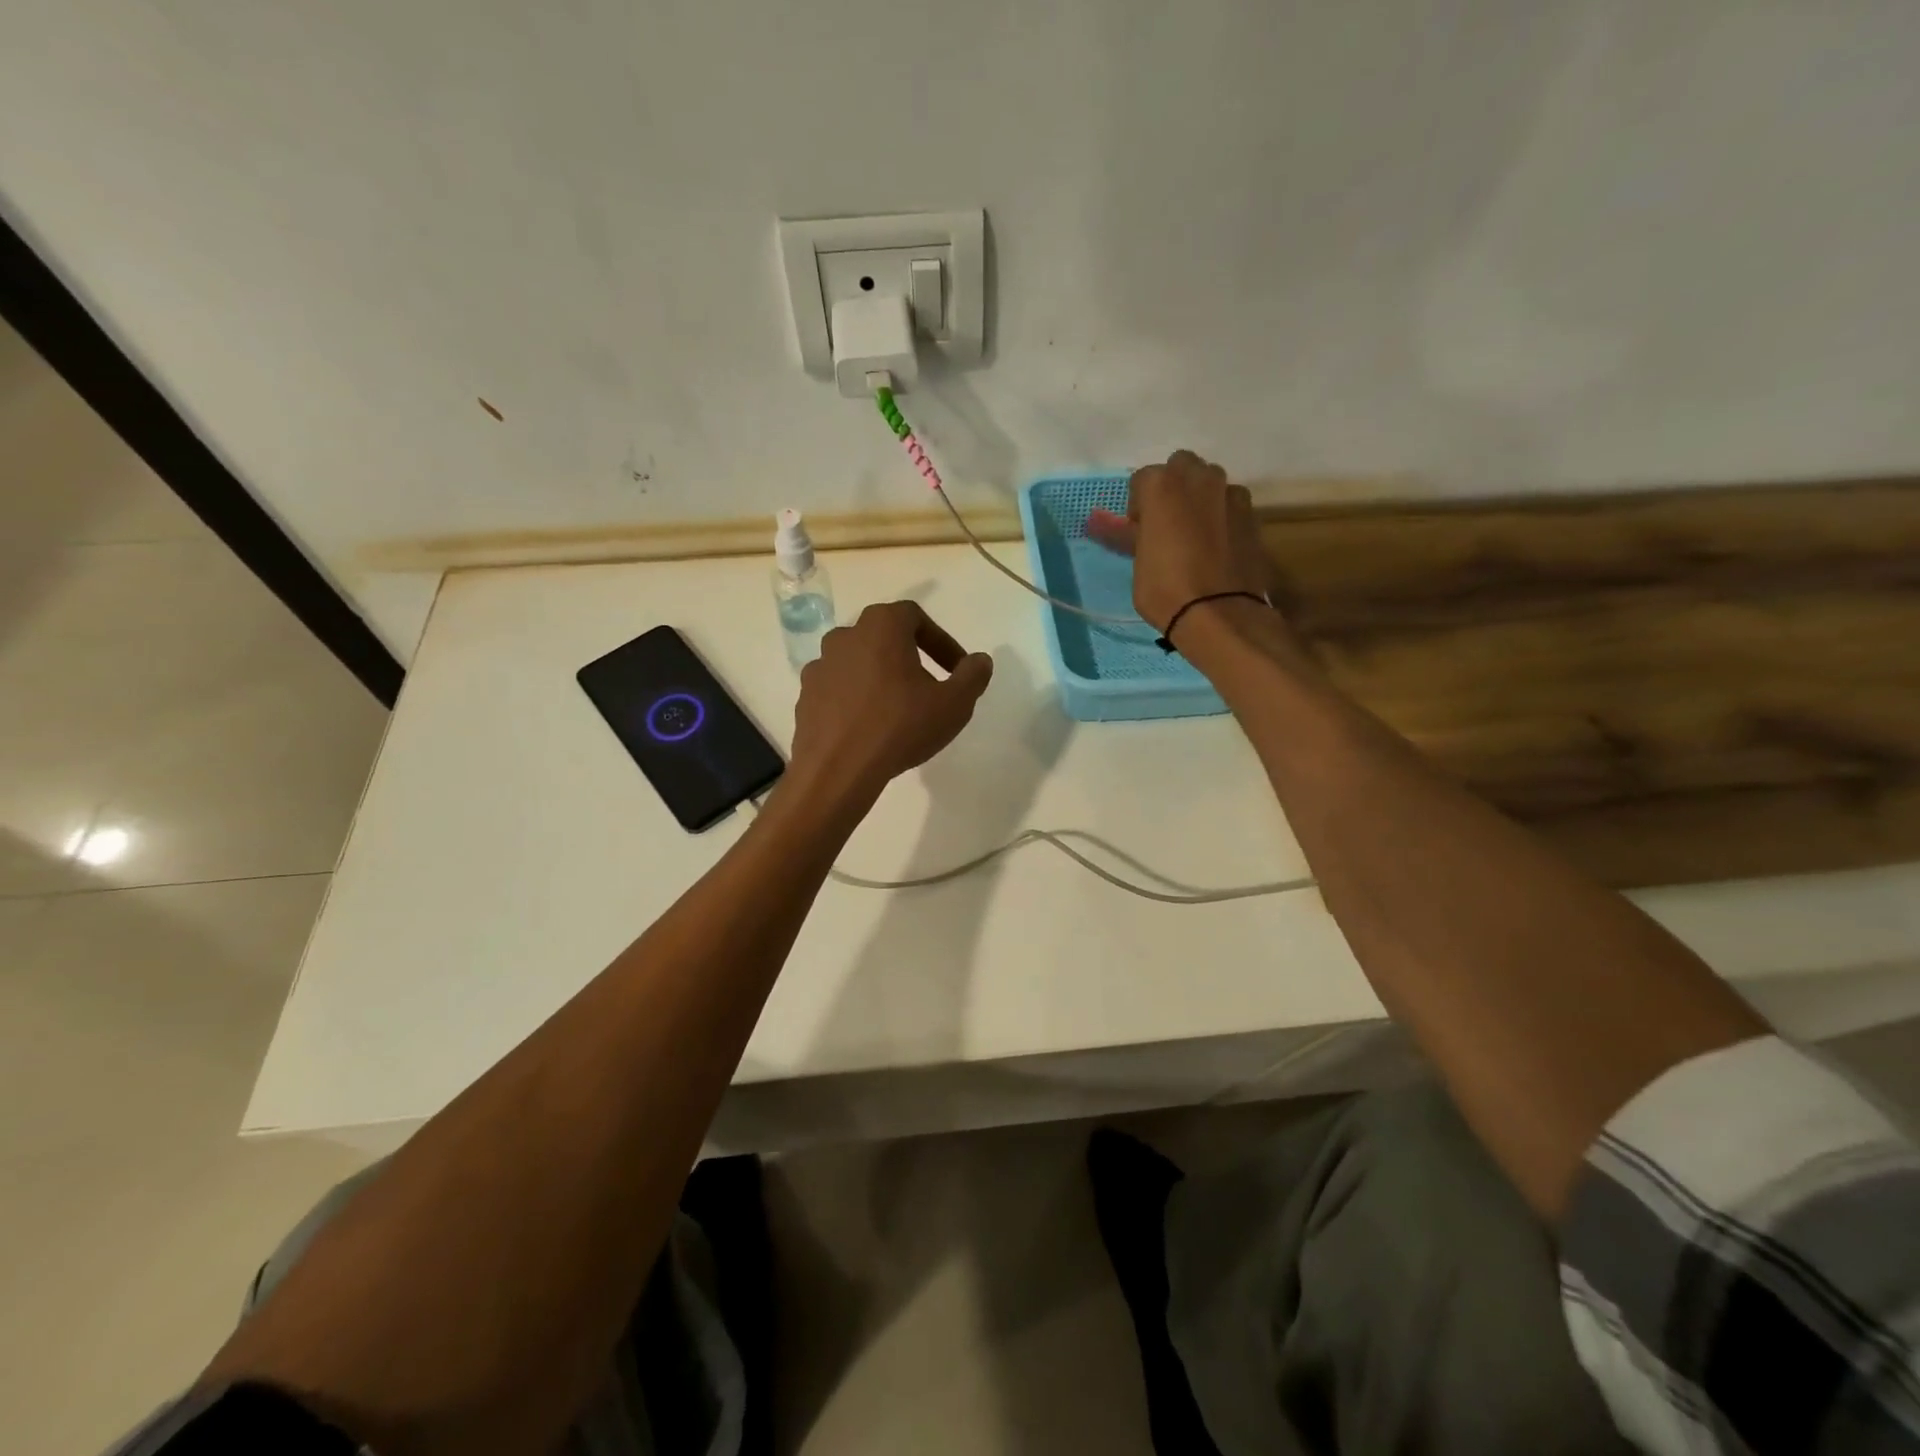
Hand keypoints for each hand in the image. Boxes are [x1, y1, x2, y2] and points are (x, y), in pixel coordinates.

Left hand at [789, 601, 993, 804]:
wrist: (837, 769)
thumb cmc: (900, 727)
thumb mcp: (954, 704)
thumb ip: (972, 676)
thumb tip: (980, 661)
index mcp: (881, 626)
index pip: (915, 617)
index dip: (941, 641)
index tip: (956, 669)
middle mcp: (845, 636)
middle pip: (884, 637)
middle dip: (910, 657)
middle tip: (930, 688)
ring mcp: (820, 666)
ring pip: (859, 663)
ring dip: (881, 678)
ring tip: (899, 710)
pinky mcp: (805, 696)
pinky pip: (839, 689)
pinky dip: (856, 699)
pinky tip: (870, 727)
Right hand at [1086, 450, 1273, 634]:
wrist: (1219, 614)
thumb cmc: (1165, 588)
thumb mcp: (1136, 562)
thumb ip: (1124, 533)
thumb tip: (1096, 522)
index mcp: (1163, 485)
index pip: (1143, 479)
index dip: (1139, 505)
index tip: (1138, 530)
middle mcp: (1199, 478)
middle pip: (1182, 468)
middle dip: (1173, 488)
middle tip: (1166, 523)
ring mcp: (1231, 494)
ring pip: (1211, 483)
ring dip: (1200, 499)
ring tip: (1194, 535)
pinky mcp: (1253, 515)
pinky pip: (1231, 505)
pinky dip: (1222, 517)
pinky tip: (1217, 547)